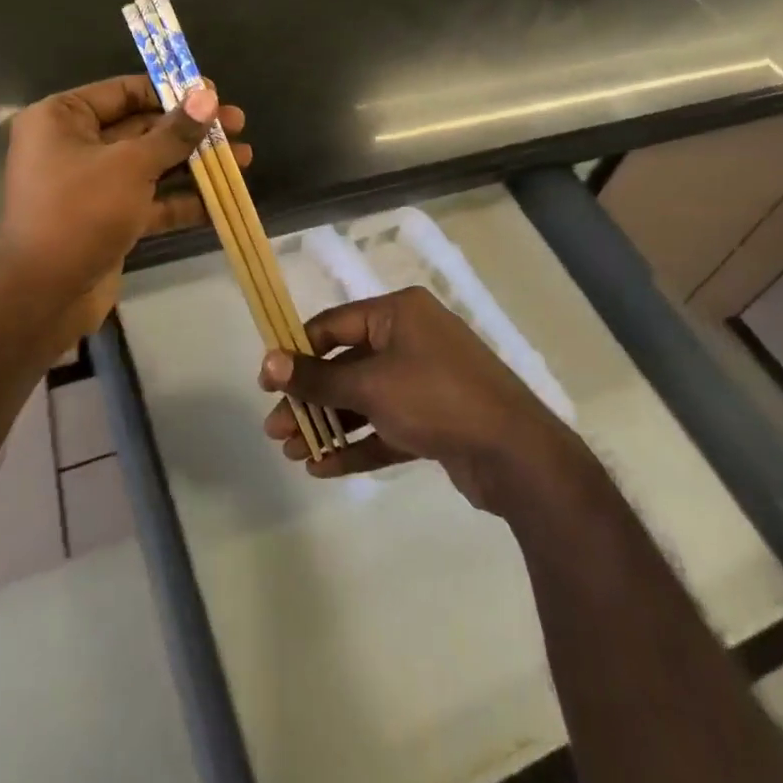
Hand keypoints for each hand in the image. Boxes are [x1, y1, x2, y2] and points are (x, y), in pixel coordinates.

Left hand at [0, 74, 248, 344]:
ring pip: (150, 165)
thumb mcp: (131, 165)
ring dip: (194, 163)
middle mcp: (74, 145)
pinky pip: (148, 200)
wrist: (44, 295)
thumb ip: (174, 132)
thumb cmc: (81, 212)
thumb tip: (207, 93)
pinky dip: (181, 200)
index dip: (172, 92)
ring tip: (244, 158)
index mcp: (62, 118)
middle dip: (191, 131)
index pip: (125, 92)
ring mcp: (92, 185)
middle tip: (237, 125)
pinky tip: (222, 200)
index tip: (214, 96)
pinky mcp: (107, 218)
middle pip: (142, 128)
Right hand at [259, 286, 577, 512]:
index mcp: (398, 314)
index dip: (297, 352)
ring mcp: (424, 380)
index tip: (268, 383)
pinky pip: (385, 426)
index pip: (334, 325)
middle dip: (311, 399)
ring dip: (329, 425)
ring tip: (294, 453)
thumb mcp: (370, 385)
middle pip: (346, 365)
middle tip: (277, 430)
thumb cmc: (436, 398)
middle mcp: (411, 339)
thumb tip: (267, 363)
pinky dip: (357, 444)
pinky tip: (324, 468)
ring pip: (364, 399)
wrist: (515, 454)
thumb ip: (317, 377)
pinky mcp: (434, 419)